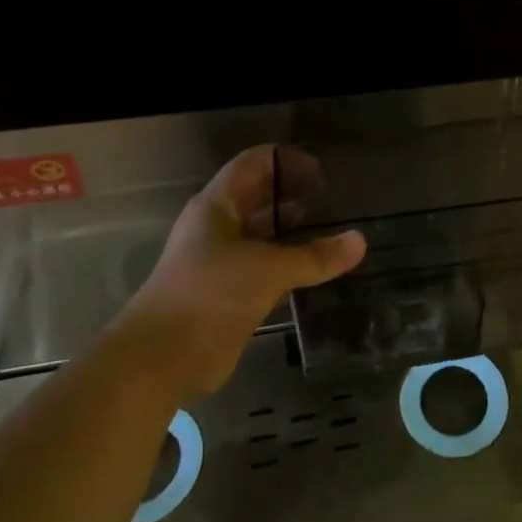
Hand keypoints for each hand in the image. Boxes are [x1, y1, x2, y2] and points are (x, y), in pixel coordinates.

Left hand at [121, 146, 364, 397]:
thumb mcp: (269, 270)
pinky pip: (263, 269)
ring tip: (331, 232)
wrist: (161, 360)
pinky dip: (287, 266)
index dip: (287, 161)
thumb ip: (315, 256)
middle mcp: (215, 228)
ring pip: (261, 236)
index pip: (253, 164)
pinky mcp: (225, 295)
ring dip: (292, 233)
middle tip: (334, 201)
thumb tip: (360, 241)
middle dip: (293, 195)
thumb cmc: (211, 294)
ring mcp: (218, 262)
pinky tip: (316, 270)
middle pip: (258, 198)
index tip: (323, 172)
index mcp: (216, 207)